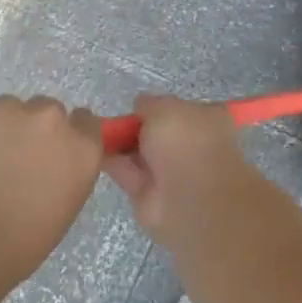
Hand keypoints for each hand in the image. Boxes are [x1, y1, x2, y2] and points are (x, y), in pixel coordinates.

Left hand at [0, 96, 103, 280]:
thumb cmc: (13, 245)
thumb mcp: (57, 213)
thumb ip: (59, 177)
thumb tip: (42, 169)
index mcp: (80, 150)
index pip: (86, 123)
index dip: (67, 135)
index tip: (50, 152)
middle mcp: (50, 119)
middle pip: (45, 111)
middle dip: (30, 130)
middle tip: (7, 162)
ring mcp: (7, 107)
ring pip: (5, 109)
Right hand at [102, 95, 252, 242]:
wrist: (187, 199)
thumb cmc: (184, 143)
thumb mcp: (165, 107)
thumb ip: (149, 103)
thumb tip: (139, 107)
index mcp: (208, 120)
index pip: (182, 109)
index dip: (160, 106)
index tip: (137, 105)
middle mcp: (192, 146)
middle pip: (158, 132)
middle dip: (137, 125)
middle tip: (111, 118)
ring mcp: (171, 172)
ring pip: (141, 152)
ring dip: (121, 143)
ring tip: (95, 131)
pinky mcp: (149, 193)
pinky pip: (127, 171)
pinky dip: (111, 162)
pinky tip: (93, 149)